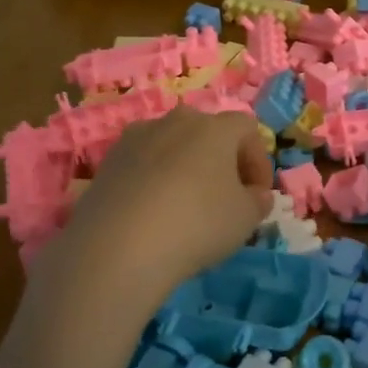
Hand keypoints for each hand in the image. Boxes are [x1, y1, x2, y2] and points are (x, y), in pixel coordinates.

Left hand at [31, 108, 272, 325]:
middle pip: (207, 132)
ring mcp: (137, 137)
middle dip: (221, 161)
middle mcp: (176, 121)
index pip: (247, 129)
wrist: (118, 246)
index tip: (258, 195)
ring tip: (184, 207)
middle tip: (224, 198)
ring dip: (184, 168)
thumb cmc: (197, 224)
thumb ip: (258, 201)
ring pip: (172, 146)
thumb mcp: (245, 219)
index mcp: (214, 127)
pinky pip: (142, 164)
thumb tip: (255, 194)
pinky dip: (153, 181)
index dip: (258, 161)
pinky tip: (152, 214)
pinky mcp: (108, 161)